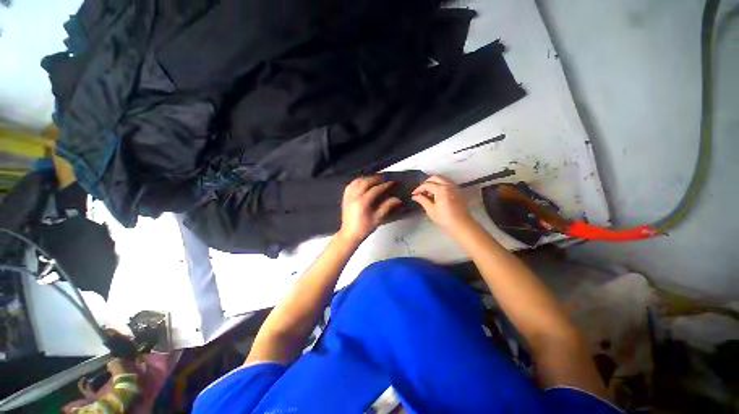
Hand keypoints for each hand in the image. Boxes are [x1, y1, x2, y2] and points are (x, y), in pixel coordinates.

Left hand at [338, 176, 401, 243]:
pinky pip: (351, 185)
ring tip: (375, 178)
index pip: (375, 189)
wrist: (349, 234)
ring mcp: (348, 196)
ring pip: (357, 181)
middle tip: (385, 177)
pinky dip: (358, 181)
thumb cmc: (364, 228)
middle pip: (366, 182)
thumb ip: (387, 206)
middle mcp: (354, 196)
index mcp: (363, 202)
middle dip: (376, 178)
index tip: (392, 182)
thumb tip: (397, 199)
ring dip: (367, 178)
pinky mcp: (345, 197)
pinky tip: (363, 182)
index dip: (385, 185)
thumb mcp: (377, 218)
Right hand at [412, 175, 475, 232]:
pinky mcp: (458, 190)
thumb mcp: (431, 210)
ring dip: (434, 183)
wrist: (461, 224)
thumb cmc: (444, 218)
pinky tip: (437, 194)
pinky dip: (441, 185)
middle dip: (426, 183)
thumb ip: (422, 200)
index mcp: (441, 189)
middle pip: (435, 177)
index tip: (414, 194)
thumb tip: (415, 196)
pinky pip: (447, 182)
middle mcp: (449, 184)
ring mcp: (455, 186)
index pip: (427, 184)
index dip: (419, 188)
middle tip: (421, 191)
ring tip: (429, 193)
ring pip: (442, 179)